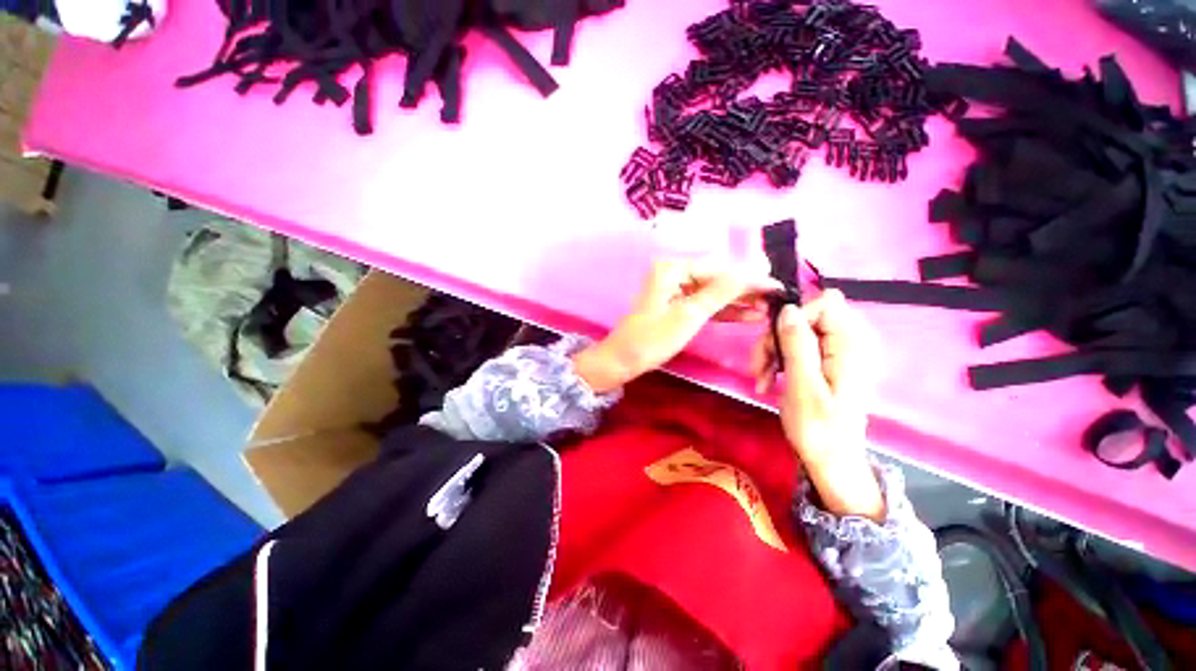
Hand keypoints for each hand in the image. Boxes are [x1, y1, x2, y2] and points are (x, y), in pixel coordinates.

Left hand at [573, 259, 780, 393]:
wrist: (623, 360)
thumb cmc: (653, 339)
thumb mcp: (689, 315)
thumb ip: (722, 292)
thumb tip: (754, 270)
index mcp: (673, 268)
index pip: (719, 268)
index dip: (749, 277)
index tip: (777, 284)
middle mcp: (674, 273)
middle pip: (716, 279)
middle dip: (744, 290)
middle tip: (775, 298)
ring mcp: (674, 290)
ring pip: (712, 293)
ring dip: (737, 302)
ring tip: (766, 310)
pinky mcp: (676, 306)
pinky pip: (703, 304)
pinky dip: (722, 311)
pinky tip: (746, 316)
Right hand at [751, 290, 886, 520]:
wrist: (831, 460)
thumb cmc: (818, 429)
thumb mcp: (802, 386)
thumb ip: (798, 345)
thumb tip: (788, 309)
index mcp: (852, 346)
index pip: (826, 302)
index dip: (797, 316)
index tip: (777, 342)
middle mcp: (851, 342)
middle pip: (808, 316)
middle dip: (778, 337)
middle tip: (761, 366)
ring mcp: (839, 352)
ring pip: (798, 331)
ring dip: (774, 351)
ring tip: (762, 378)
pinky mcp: (828, 362)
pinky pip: (799, 346)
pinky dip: (781, 359)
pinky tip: (770, 379)